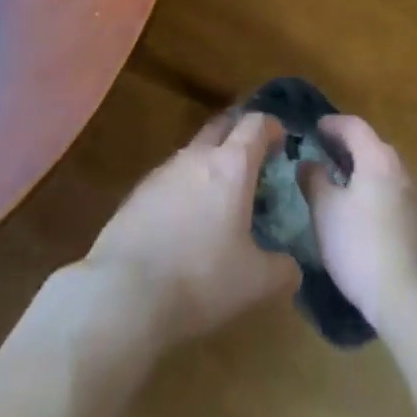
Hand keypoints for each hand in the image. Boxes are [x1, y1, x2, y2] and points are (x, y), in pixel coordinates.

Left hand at [82, 112, 298, 345]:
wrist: (124, 293)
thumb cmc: (200, 279)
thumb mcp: (254, 283)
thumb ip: (282, 270)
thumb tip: (293, 267)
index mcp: (232, 165)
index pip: (256, 124)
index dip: (272, 126)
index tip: (281, 140)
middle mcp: (198, 156)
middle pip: (223, 124)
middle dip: (239, 132)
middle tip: (252, 156)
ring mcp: (164, 171)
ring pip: (194, 151)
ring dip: (210, 161)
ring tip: (219, 194)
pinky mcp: (138, 192)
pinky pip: (170, 177)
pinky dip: (184, 187)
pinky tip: (184, 220)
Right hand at [300, 115, 416, 337]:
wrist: (414, 302)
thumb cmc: (362, 248)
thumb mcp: (325, 212)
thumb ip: (314, 181)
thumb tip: (308, 163)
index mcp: (378, 158)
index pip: (354, 126)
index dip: (332, 124)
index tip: (315, 128)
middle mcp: (402, 169)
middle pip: (371, 146)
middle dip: (347, 147)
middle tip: (323, 155)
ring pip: (384, 171)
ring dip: (362, 171)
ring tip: (339, 184)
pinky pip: (393, 194)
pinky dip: (374, 192)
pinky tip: (362, 215)